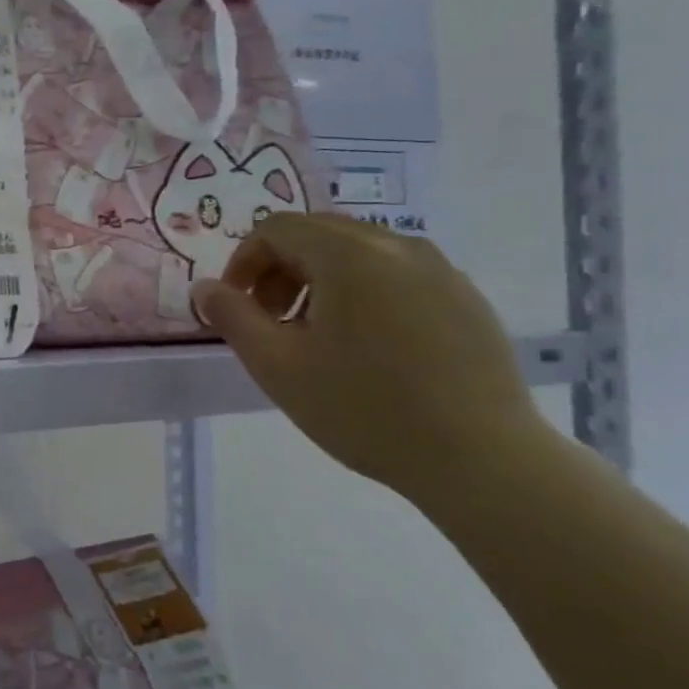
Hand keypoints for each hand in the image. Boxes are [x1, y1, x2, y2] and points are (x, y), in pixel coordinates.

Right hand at [192, 214, 547, 495]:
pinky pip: (397, 274)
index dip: (244, 261)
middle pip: (318, 233)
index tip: (237, 307)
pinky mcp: (466, 298)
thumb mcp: (277, 365)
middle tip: (270, 320)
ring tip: (316, 336)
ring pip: (359, 252)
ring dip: (320, 279)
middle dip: (280, 269)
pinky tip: (367, 347)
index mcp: (349, 255)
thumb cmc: (365, 409)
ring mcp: (440, 270)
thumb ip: (232, 317)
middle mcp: (397, 246)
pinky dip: (363, 292)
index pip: (277, 228)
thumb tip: (205, 288)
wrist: (484, 461)